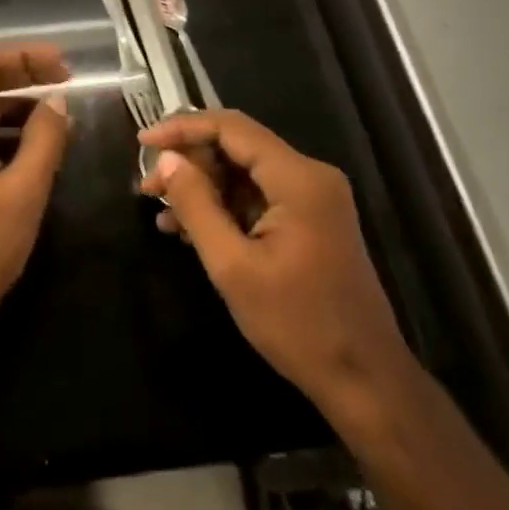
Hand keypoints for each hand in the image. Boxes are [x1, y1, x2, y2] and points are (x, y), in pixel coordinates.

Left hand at [0, 46, 70, 335]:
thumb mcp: (24, 191)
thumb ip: (44, 139)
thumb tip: (58, 101)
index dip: (23, 57)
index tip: (62, 66)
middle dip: (25, 80)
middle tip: (68, 85)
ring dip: (18, 109)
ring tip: (60, 119)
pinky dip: (6, 134)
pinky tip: (37, 150)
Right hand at [138, 110, 412, 417]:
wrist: (365, 382)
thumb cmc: (298, 325)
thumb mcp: (233, 267)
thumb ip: (196, 205)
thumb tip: (166, 160)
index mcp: (298, 178)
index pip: (231, 128)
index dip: (183, 128)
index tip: (143, 142)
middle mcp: (310, 176)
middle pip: (237, 146)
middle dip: (189, 162)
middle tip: (148, 187)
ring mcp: (313, 198)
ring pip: (244, 172)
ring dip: (202, 187)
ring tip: (161, 212)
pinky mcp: (310, 220)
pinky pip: (257, 196)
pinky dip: (223, 207)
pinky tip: (189, 229)